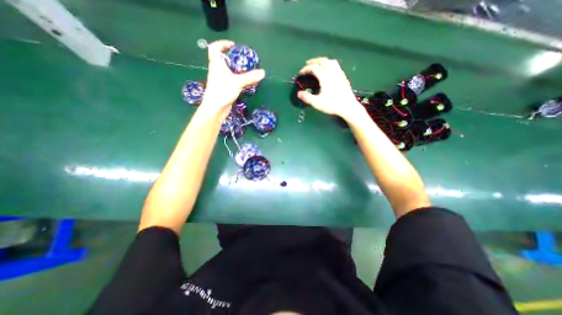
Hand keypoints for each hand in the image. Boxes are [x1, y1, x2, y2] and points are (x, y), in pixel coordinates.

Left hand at [200, 39, 265, 111]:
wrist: (215, 108)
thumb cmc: (223, 91)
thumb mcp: (238, 82)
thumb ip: (250, 77)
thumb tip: (263, 72)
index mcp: (217, 63)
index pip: (214, 48)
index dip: (222, 44)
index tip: (233, 45)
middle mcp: (217, 70)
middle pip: (224, 60)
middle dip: (234, 59)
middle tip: (245, 61)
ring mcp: (220, 80)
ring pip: (229, 72)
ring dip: (237, 71)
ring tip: (248, 72)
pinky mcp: (224, 89)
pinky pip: (232, 81)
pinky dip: (239, 80)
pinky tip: (247, 83)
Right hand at [298, 57, 364, 119]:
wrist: (348, 107)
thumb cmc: (332, 105)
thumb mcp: (317, 103)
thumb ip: (307, 98)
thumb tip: (298, 93)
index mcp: (325, 77)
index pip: (314, 68)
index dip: (306, 69)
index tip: (300, 73)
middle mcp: (332, 72)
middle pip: (323, 61)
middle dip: (314, 61)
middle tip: (307, 64)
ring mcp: (339, 73)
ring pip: (331, 61)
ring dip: (322, 61)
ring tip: (317, 65)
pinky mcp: (344, 77)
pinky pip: (336, 66)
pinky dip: (329, 64)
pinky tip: (328, 71)